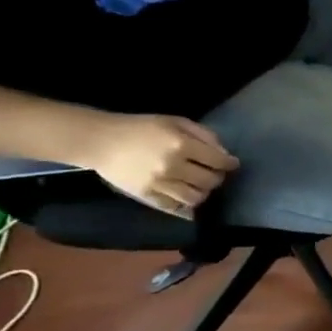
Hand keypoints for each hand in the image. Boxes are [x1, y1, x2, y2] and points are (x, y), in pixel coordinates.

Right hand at [86, 114, 238, 217]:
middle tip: (212, 172)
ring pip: (196, 198)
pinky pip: (176, 208)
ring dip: (203, 192)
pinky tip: (187, 197)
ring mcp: (159, 184)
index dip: (229, 163)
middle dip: (217, 176)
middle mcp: (173, 167)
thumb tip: (224, 154)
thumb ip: (204, 135)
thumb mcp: (175, 122)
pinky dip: (186, 205)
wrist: (99, 141)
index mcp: (181, 145)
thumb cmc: (140, 128)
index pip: (218, 161)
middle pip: (211, 181)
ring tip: (198, 184)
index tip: (232, 163)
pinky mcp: (147, 197)